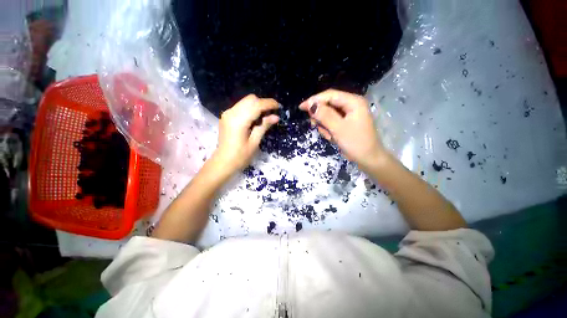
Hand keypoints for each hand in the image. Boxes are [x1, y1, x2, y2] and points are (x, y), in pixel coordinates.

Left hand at [213, 94, 279, 173]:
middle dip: (263, 103)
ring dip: (257, 106)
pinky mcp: (226, 116)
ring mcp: (227, 113)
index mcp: (239, 120)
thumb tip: (276, 117)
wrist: (223, 162)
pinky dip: (250, 109)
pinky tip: (255, 119)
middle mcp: (231, 113)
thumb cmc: (240, 156)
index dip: (269, 104)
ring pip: (246, 101)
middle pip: (250, 99)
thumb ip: (264, 126)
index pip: (256, 105)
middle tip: (271, 114)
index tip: (279, 107)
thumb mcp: (254, 142)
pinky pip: (241, 107)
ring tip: (264, 117)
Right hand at [299, 89, 385, 169]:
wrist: (368, 159)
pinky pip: (332, 122)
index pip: (330, 95)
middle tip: (314, 125)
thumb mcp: (338, 129)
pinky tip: (332, 137)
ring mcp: (349, 115)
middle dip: (320, 115)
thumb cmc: (356, 143)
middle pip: (328, 104)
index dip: (314, 100)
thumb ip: (325, 115)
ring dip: (324, 125)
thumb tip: (311, 105)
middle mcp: (351, 105)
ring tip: (328, 136)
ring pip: (328, 115)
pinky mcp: (346, 123)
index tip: (301, 107)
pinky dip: (329, 129)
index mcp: (353, 102)